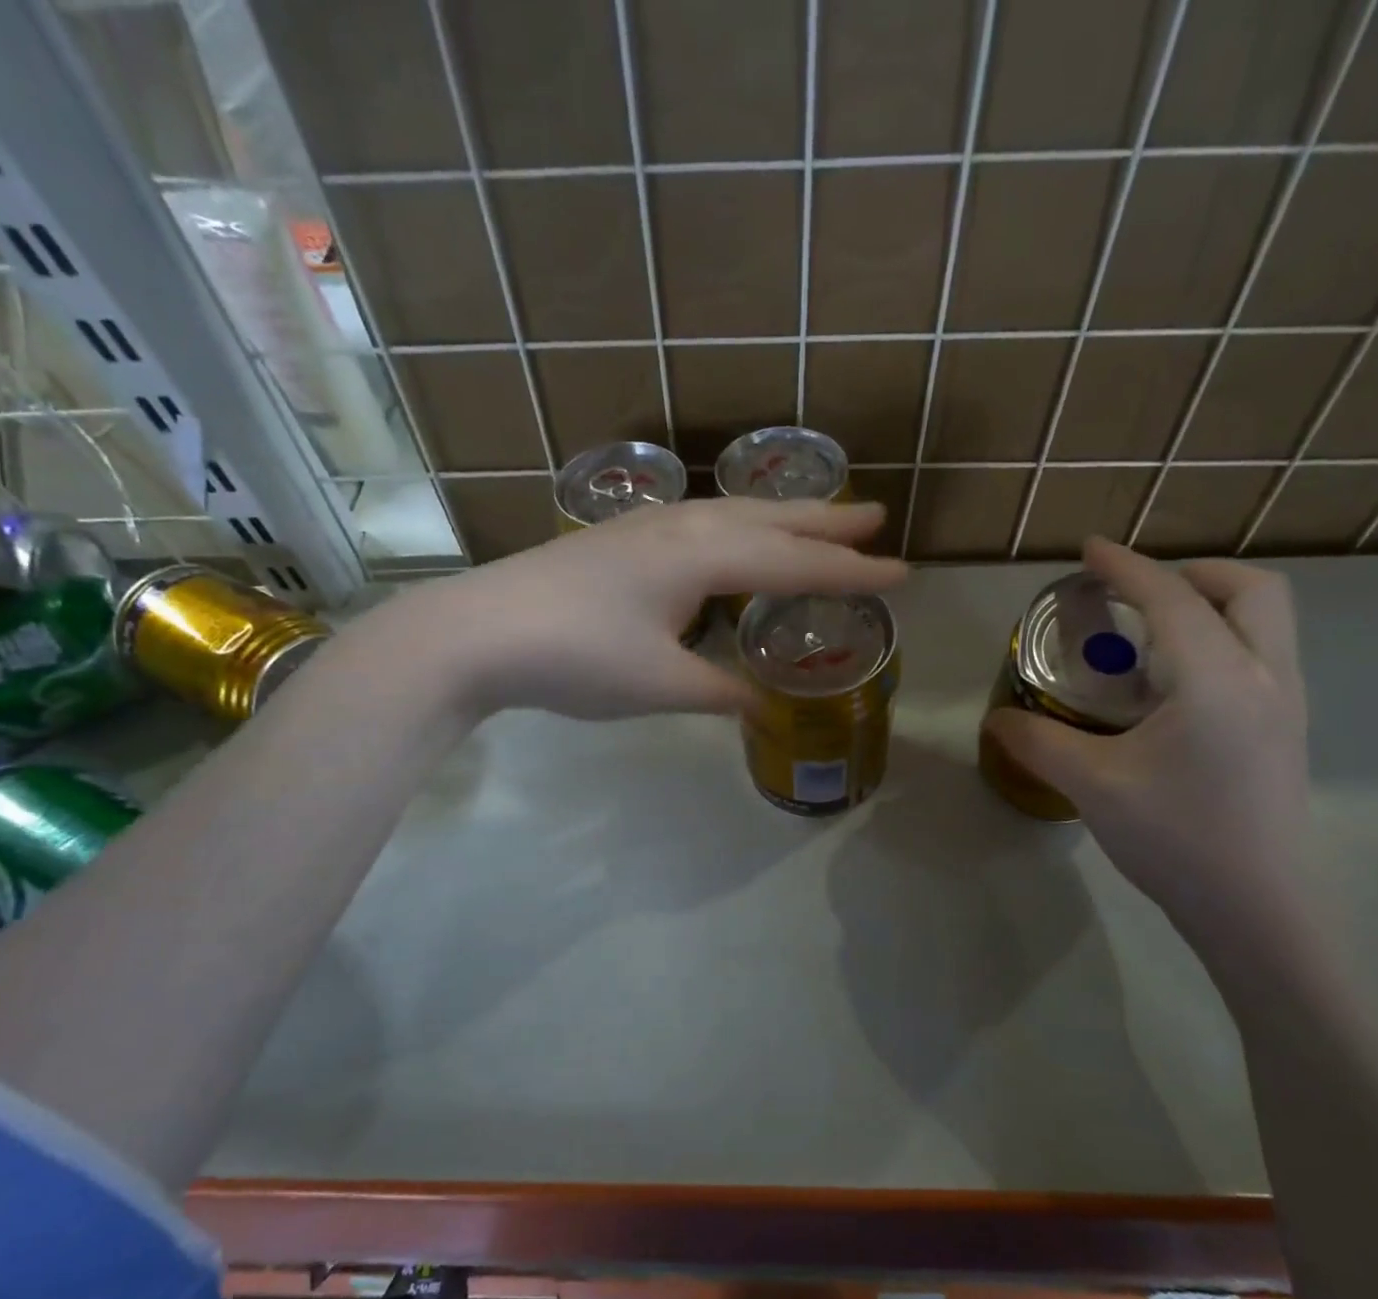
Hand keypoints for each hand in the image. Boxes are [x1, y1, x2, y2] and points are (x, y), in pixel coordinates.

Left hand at [397, 497, 906, 720]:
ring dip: (780, 516)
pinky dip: (736, 525)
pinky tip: (728, 536)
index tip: (901, 574)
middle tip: (876, 515)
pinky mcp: (618, 539)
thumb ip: (720, 692)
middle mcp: (682, 530)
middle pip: (769, 520)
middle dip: (825, 522)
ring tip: (816, 518)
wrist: (476, 632)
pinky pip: (700, 521)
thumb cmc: (575, 657)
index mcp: (701, 560)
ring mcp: (646, 529)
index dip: (849, 572)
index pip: (794, 565)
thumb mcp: (660, 685)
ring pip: (733, 514)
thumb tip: (764, 706)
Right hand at [983, 538, 1309, 941]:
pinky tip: (1174, 688)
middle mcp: (1266, 677)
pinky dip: (1222, 641)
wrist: (1258, 911)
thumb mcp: (1094, 787)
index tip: (1089, 549)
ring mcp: (1287, 705)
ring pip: (1267, 621)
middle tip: (1137, 595)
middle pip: (1251, 590)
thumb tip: (996, 720)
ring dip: (1212, 605)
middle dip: (1193, 574)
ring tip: (1150, 637)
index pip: (1170, 599)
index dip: (1125, 567)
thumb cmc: (1177, 840)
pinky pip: (1263, 656)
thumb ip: (1039, 743)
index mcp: (1217, 679)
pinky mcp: (1287, 733)